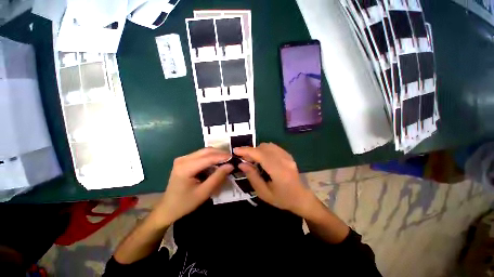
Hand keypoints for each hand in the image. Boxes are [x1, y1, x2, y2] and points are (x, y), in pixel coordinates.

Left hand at [156, 148, 232, 223]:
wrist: (167, 208)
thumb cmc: (185, 203)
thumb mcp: (204, 192)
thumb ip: (218, 177)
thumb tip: (230, 165)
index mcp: (185, 168)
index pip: (208, 157)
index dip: (222, 156)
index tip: (234, 158)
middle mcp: (183, 159)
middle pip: (206, 151)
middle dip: (220, 153)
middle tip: (231, 158)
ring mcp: (183, 158)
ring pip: (204, 151)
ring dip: (216, 155)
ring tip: (226, 161)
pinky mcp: (184, 160)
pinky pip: (201, 155)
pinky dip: (211, 158)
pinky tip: (217, 163)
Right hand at [234, 143, 315, 216]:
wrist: (301, 198)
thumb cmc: (282, 199)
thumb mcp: (264, 193)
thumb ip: (252, 176)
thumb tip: (241, 163)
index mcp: (279, 171)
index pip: (260, 155)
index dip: (247, 151)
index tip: (235, 150)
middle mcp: (284, 160)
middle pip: (264, 147)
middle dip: (251, 151)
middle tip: (244, 159)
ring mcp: (288, 156)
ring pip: (268, 145)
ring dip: (258, 150)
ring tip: (253, 159)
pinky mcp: (288, 155)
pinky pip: (273, 147)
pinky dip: (264, 150)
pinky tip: (263, 158)